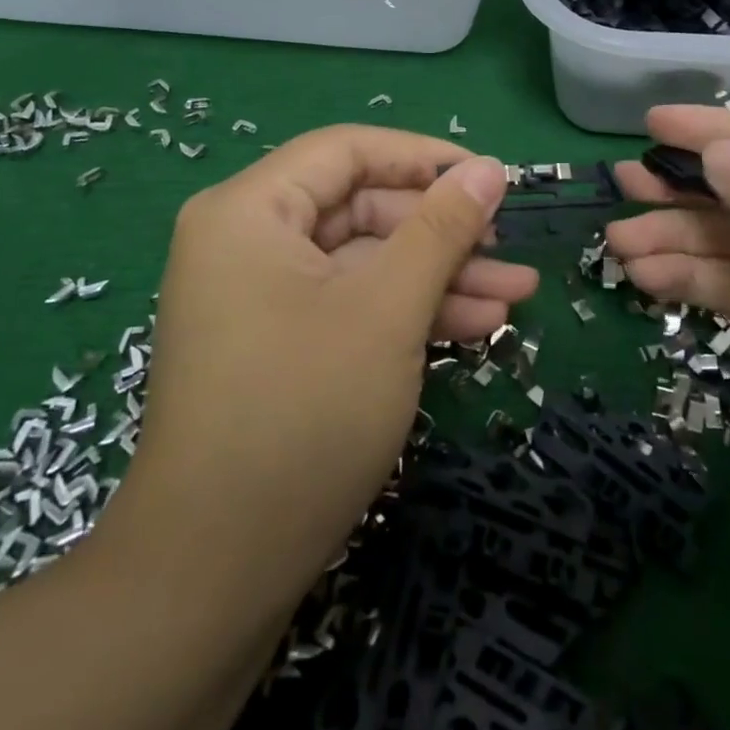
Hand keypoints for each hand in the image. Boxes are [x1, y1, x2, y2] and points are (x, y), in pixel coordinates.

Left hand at [101, 126, 533, 604]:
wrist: (213, 577)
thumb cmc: (302, 416)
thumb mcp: (387, 309)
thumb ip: (441, 228)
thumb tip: (488, 169)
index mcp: (249, 210)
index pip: (348, 151)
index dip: (424, 158)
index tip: (490, 178)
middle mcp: (247, 240)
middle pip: (361, 208)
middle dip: (442, 232)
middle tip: (510, 250)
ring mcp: (261, 296)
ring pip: (365, 261)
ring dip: (439, 277)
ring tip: (516, 296)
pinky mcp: (279, 342)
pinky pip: (350, 303)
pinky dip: (407, 311)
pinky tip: (476, 326)